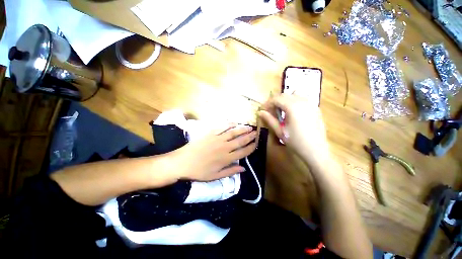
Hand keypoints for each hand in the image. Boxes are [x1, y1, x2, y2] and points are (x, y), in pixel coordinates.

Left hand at [172, 125, 256, 180]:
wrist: (182, 162)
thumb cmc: (199, 171)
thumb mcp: (215, 176)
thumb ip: (230, 172)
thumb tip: (243, 169)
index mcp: (227, 159)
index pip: (243, 152)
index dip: (251, 147)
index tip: (257, 143)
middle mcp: (225, 147)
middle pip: (240, 141)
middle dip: (250, 137)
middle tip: (256, 132)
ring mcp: (218, 139)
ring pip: (233, 133)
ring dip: (242, 129)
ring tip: (249, 127)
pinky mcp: (211, 133)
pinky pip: (222, 127)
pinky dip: (229, 124)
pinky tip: (234, 123)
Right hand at [258, 94, 329, 164]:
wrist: (316, 151)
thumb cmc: (296, 142)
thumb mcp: (280, 131)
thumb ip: (269, 120)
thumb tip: (260, 112)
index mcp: (292, 107)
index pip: (276, 99)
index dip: (268, 103)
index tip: (263, 110)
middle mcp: (302, 101)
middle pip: (285, 95)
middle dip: (275, 101)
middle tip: (270, 111)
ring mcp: (311, 104)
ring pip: (294, 95)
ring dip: (284, 101)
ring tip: (280, 111)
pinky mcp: (315, 108)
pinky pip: (302, 99)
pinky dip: (294, 102)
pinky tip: (292, 113)